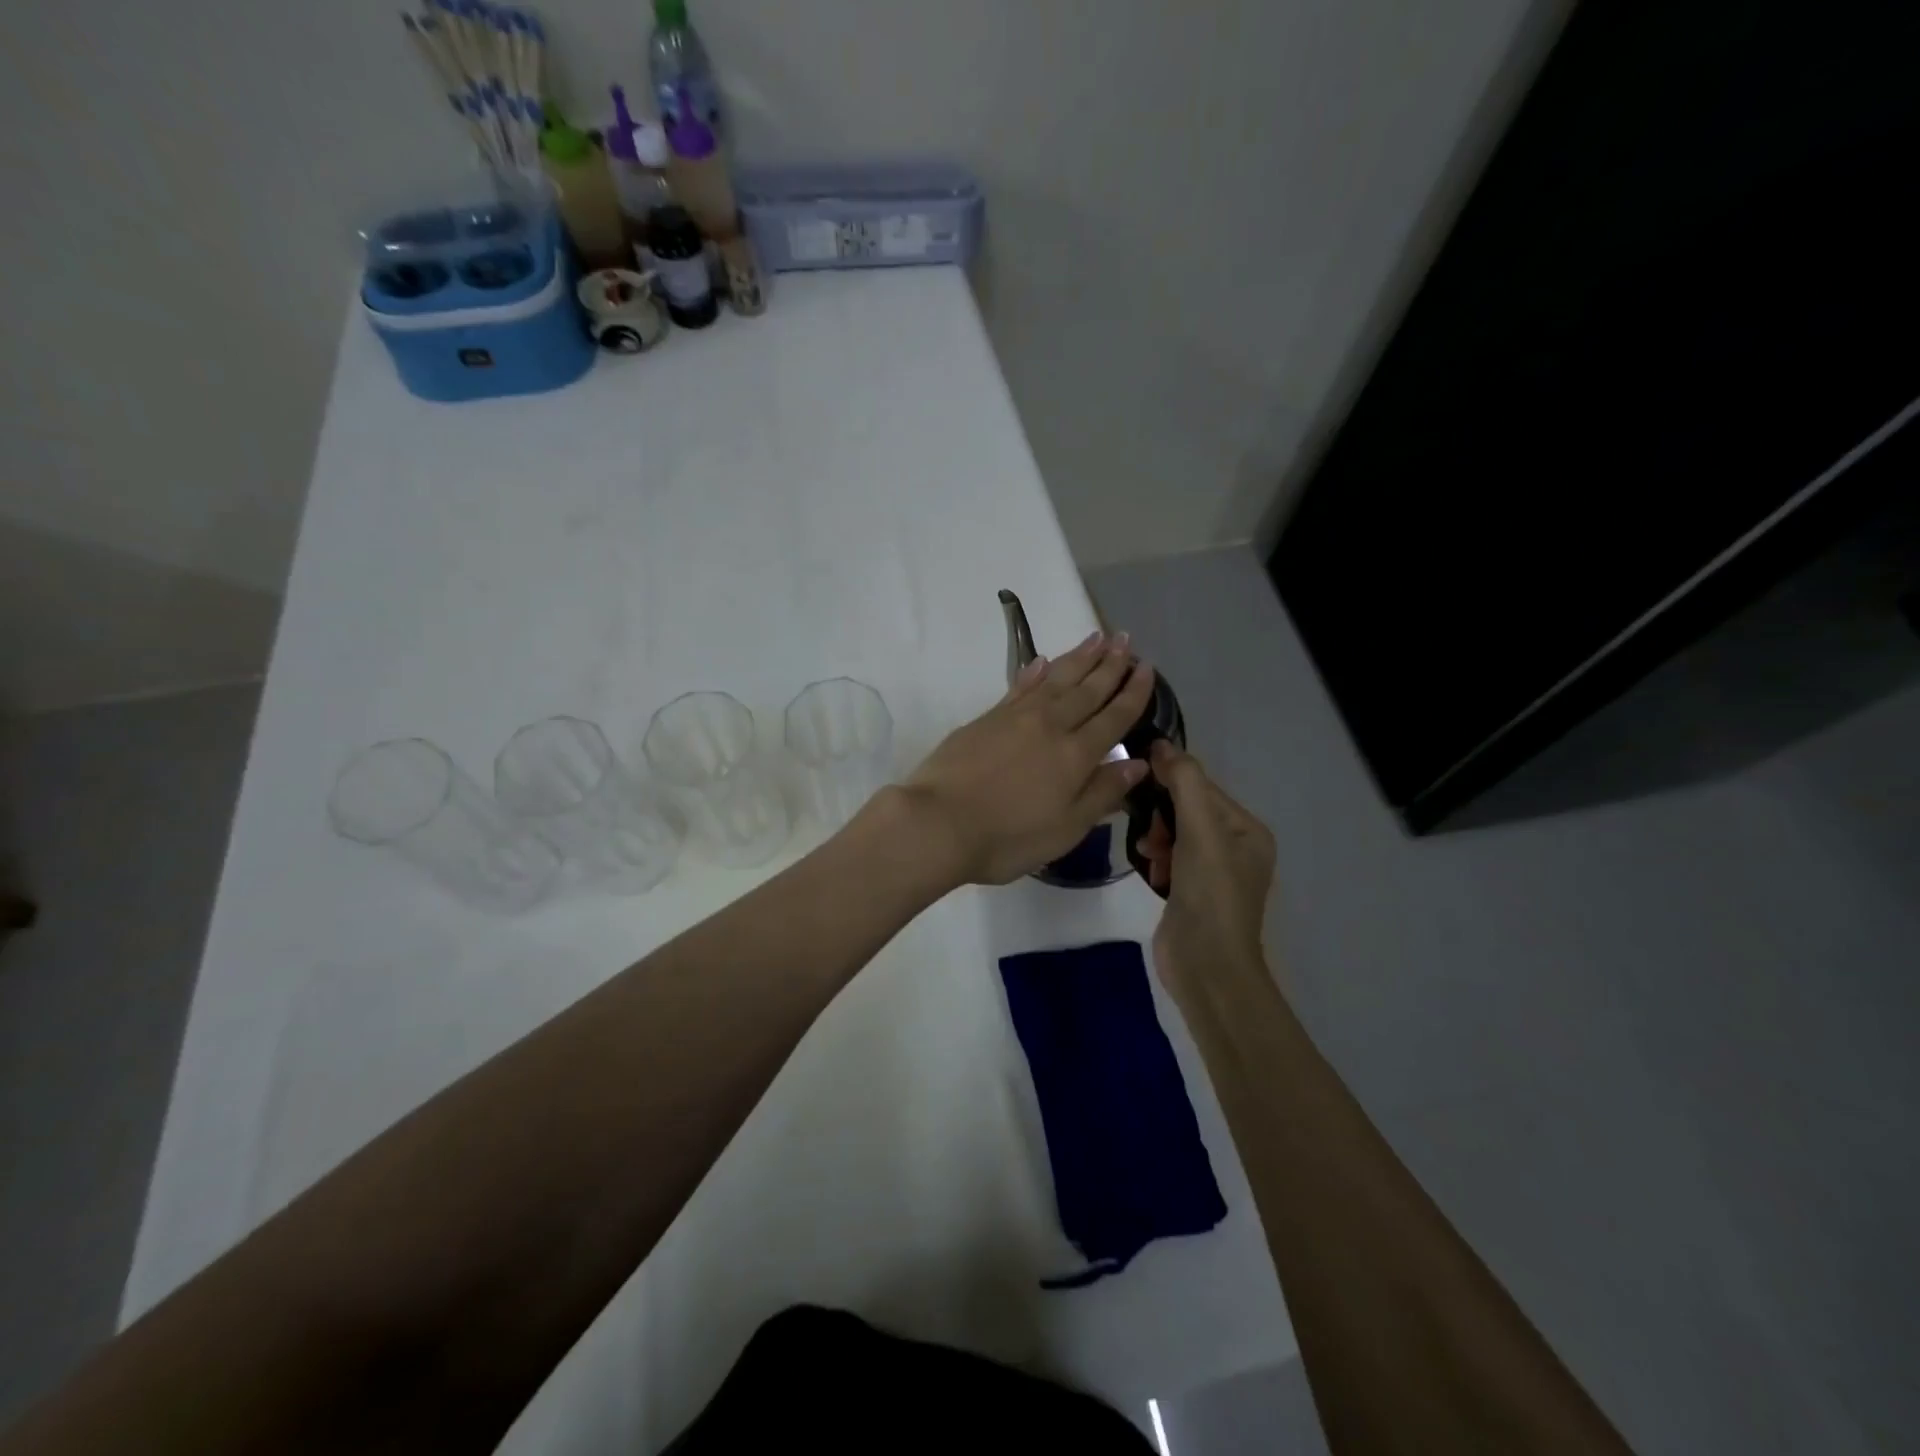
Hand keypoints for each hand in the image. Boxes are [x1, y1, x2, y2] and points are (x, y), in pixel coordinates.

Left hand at [904, 630, 1156, 885]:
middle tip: (1126, 639)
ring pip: (1056, 679)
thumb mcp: (1066, 829)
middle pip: (1087, 689)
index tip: (1147, 669)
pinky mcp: (987, 718)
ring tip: (1097, 638)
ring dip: (1078, 658)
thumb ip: (1102, 793)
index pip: (1113, 717)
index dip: (1133, 693)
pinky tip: (1042, 661)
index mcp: (1076, 755)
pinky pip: (1020, 686)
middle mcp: (1051, 726)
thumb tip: (1137, 763)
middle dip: (1110, 664)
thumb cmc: (1007, 837)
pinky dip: (1034, 671)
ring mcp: (1015, 717)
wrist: (938, 822)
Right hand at [1134, 740, 1276, 993]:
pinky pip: (1168, 857)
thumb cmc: (1210, 895)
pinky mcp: (1190, 891)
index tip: (1138, 781)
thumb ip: (1184, 783)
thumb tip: (1162, 745)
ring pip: (1173, 833)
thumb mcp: (1200, 832)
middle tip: (1151, 835)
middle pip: (1186, 809)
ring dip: (1156, 838)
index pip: (1203, 787)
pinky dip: (1157, 859)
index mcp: (1247, 830)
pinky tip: (1152, 872)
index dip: (1171, 781)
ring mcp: (1212, 872)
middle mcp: (1234, 847)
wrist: (1207, 967)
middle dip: (1163, 816)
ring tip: (1150, 856)